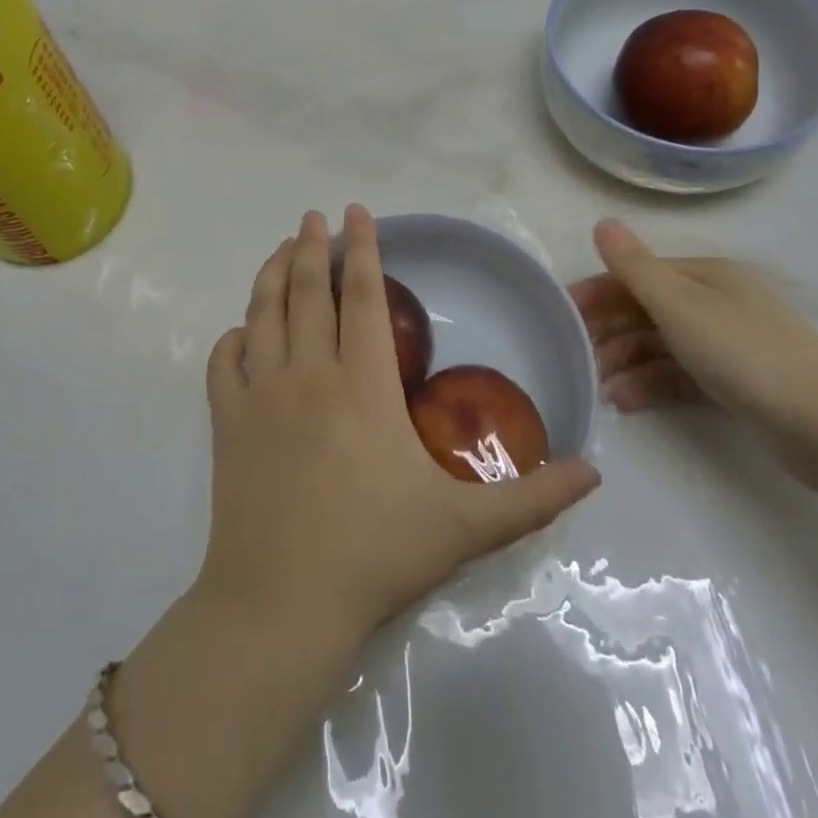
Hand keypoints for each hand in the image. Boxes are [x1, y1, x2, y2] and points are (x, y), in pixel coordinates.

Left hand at [197, 206, 600, 648]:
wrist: (282, 605)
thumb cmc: (375, 555)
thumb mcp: (466, 527)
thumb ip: (533, 498)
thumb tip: (595, 472)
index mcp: (363, 385)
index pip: (367, 298)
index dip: (365, 250)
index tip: (358, 212)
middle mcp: (308, 374)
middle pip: (309, 292)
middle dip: (313, 247)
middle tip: (314, 216)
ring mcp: (260, 395)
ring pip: (263, 314)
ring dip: (272, 275)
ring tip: (282, 249)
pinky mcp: (226, 423)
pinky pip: (223, 365)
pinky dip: (231, 340)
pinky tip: (239, 331)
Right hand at [570, 218, 817, 470]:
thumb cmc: (743, 353)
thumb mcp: (679, 305)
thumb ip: (634, 267)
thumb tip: (602, 222)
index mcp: (706, 276)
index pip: (637, 276)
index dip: (597, 293)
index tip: (562, 317)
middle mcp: (716, 302)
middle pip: (646, 310)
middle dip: (608, 332)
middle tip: (576, 358)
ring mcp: (728, 343)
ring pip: (660, 345)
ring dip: (625, 362)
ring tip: (599, 388)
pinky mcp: (736, 382)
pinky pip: (680, 374)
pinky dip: (651, 384)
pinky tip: (625, 402)